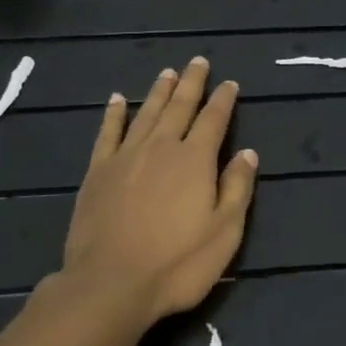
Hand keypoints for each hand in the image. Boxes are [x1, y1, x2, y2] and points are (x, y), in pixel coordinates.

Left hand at [55, 57, 259, 328]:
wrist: (110, 284)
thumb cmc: (177, 263)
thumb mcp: (224, 232)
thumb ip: (237, 188)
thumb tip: (247, 152)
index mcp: (195, 160)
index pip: (213, 120)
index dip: (223, 100)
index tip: (229, 83)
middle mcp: (161, 148)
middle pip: (179, 107)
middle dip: (192, 83)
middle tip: (197, 61)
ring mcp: (126, 157)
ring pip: (147, 114)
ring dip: (159, 91)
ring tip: (168, 72)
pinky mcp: (97, 172)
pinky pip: (108, 133)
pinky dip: (114, 114)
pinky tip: (118, 100)